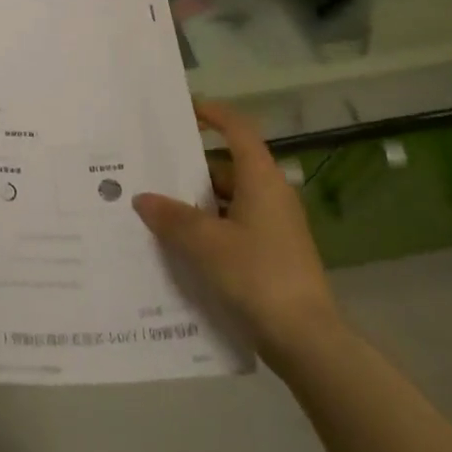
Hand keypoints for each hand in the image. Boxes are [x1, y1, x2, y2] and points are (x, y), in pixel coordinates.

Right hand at [133, 100, 340, 365]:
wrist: (308, 342)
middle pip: (229, 166)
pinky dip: (211, 229)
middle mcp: (272, 195)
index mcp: (262, 179)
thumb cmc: (258, 276)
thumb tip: (143, 198)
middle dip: (192, 166)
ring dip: (199, 202)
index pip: (238, 129)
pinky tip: (183, 246)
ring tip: (159, 208)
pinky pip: (236, 227)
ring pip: (231, 200)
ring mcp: (276, 227)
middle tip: (155, 167)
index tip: (184, 109)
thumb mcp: (206, 244)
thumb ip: (172, 218)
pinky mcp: (275, 255)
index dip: (213, 114)